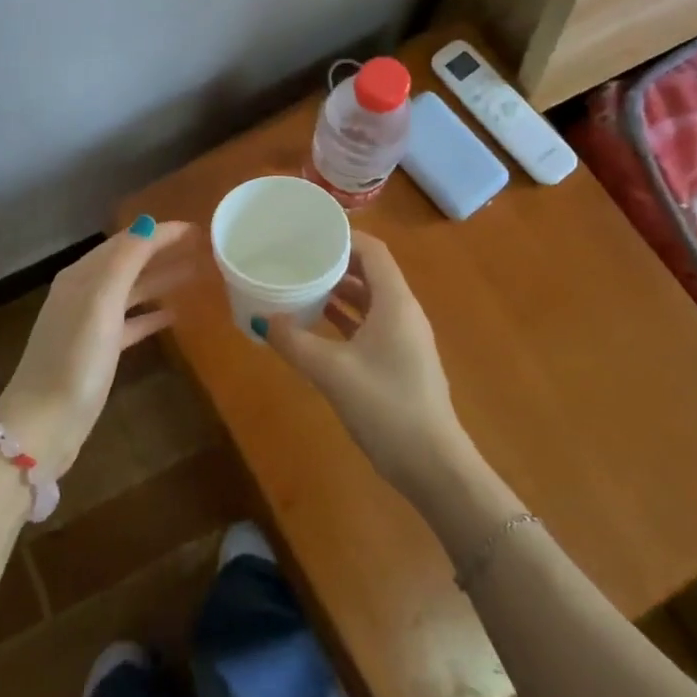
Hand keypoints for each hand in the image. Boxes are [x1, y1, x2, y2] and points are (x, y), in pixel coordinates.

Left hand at [0, 217, 193, 474]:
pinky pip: (130, 322)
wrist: (44, 424)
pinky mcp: (97, 353)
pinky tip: (174, 314)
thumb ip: (125, 261)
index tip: (198, 229)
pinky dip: (151, 314)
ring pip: (131, 291)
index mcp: (82, 276)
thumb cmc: (74, 359)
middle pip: (129, 262)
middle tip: (203, 248)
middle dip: (162, 252)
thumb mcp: (101, 302)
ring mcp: (89, 324)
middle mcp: (84, 293)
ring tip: (195, 274)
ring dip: (160, 279)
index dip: (160, 233)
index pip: (127, 242)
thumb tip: (147, 222)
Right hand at [266, 231, 471, 494]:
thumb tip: (263, 318)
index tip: (310, 230)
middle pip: (371, 271)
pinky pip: (372, 323)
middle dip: (337, 261)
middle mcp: (404, 312)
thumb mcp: (332, 372)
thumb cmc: (386, 408)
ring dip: (340, 290)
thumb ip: (294, 342)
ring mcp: (405, 338)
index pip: (373, 250)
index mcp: (395, 303)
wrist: (433, 466)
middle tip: (299, 255)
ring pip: (371, 299)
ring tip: (303, 283)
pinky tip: (319, 323)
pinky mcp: (401, 361)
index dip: (344, 235)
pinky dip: (347, 317)